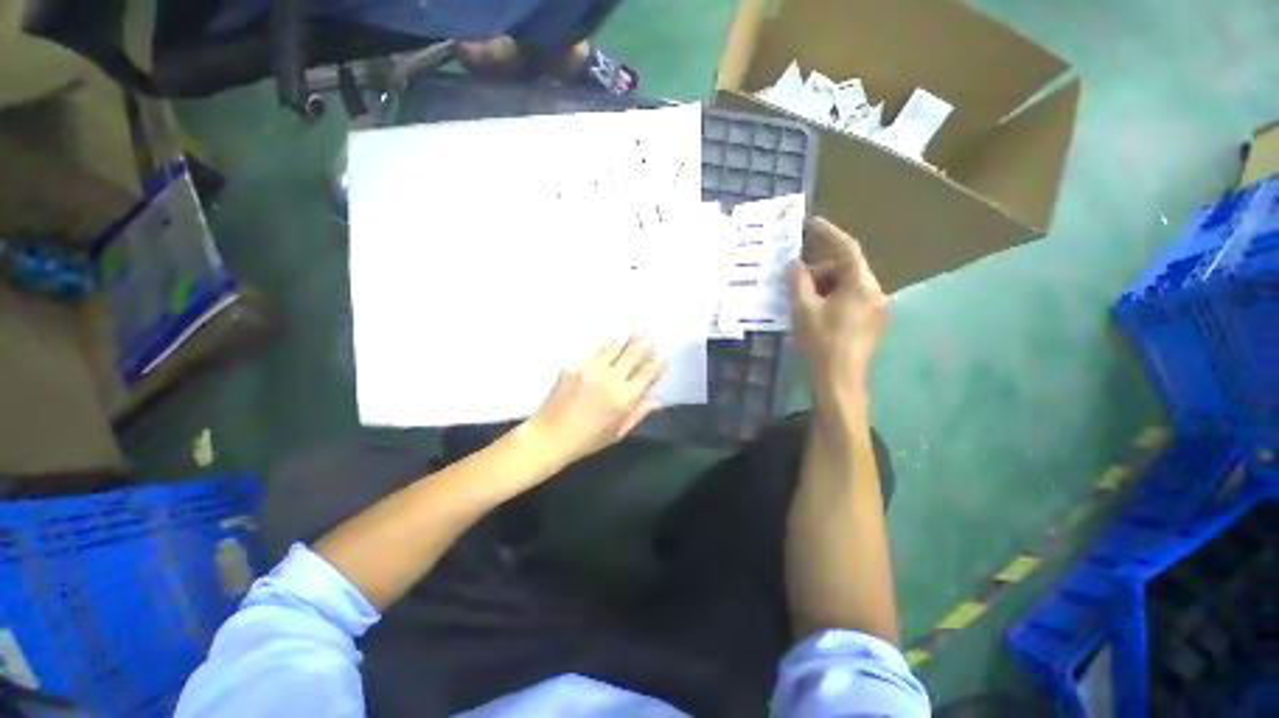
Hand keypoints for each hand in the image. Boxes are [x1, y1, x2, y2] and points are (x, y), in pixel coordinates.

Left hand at [527, 336, 664, 465]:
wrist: (550, 436)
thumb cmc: (588, 440)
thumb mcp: (619, 432)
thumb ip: (639, 413)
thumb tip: (658, 401)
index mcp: (625, 397)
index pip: (647, 374)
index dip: (657, 363)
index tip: (663, 355)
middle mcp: (611, 378)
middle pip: (633, 355)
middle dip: (644, 344)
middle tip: (650, 335)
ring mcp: (591, 369)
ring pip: (614, 348)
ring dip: (626, 339)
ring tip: (635, 331)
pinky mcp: (574, 365)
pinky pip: (594, 351)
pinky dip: (605, 346)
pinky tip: (610, 342)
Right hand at [789, 217, 889, 398]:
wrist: (840, 381)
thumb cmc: (820, 343)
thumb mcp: (803, 310)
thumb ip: (798, 282)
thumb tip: (795, 265)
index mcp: (861, 286)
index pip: (847, 249)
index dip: (829, 234)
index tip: (811, 223)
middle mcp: (876, 292)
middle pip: (847, 270)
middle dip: (820, 272)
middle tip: (796, 282)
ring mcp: (878, 309)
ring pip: (849, 286)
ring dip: (825, 287)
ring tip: (802, 302)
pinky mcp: (874, 322)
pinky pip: (853, 300)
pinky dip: (834, 299)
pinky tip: (817, 313)